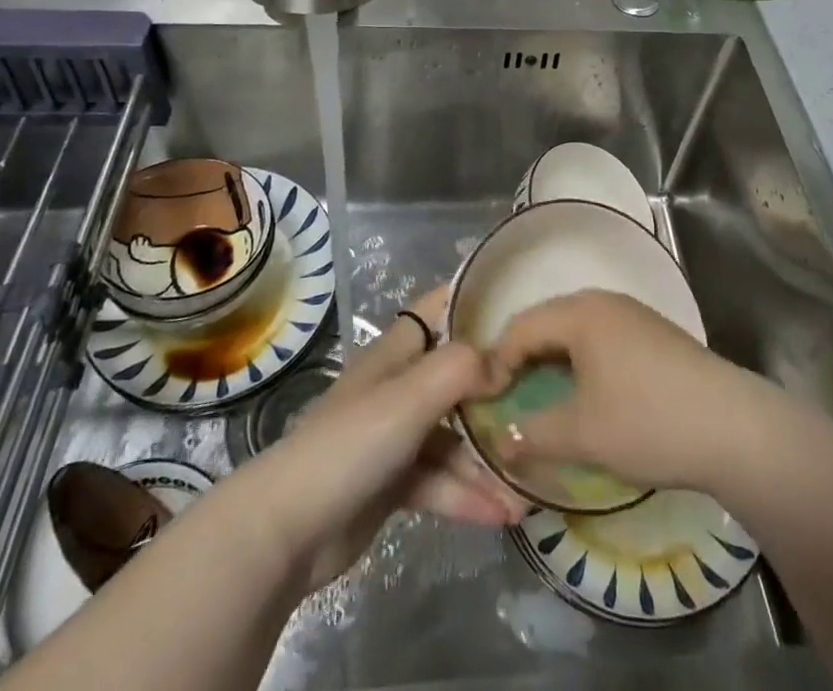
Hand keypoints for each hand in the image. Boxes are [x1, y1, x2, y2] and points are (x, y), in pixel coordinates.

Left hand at [261, 285, 526, 591]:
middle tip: (545, 399)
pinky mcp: (393, 482)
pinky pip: (440, 480)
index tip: (524, 306)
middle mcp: (398, 386)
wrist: (288, 531)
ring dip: (487, 458)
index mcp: (397, 352)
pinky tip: (503, 514)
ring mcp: (395, 436)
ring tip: (528, 484)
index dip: (478, 301)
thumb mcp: (409, 396)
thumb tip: (502, 363)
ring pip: (453, 436)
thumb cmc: (351, 444)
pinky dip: (468, 494)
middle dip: (496, 390)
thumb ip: (460, 368)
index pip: (441, 309)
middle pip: (456, 376)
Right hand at [486, 289, 765, 493]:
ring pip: (576, 327)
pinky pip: (601, 335)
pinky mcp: (653, 332)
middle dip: (522, 355)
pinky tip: (585, 390)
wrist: (732, 426)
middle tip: (506, 394)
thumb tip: (501, 441)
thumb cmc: (648, 422)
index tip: (483, 399)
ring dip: (553, 357)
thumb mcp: (583, 434)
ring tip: (540, 393)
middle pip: (548, 319)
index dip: (496, 360)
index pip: (521, 326)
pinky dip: (580, 358)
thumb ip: (534, 434)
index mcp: (580, 313)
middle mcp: (603, 301)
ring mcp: (633, 313)